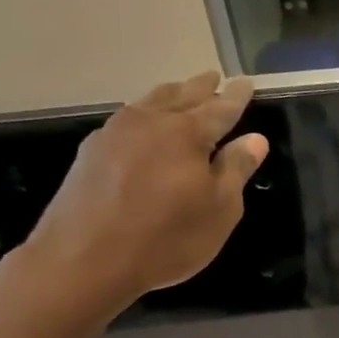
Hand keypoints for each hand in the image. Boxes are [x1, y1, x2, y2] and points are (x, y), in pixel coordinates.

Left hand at [18, 73, 268, 318]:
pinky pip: (127, 118)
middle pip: (182, 96)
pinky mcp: (91, 152)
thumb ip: (236, 169)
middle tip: (214, 77)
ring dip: (170, 94)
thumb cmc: (166, 237)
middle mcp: (150, 122)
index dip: (236, 97)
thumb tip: (255, 139)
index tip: (246, 82)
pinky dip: (145, 112)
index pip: (220, 108)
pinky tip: (144, 122)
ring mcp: (115, 134)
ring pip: (150, 102)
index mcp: (187, 133)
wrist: (83, 260)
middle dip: (201, 87)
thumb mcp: (219, 210)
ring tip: (182, 91)